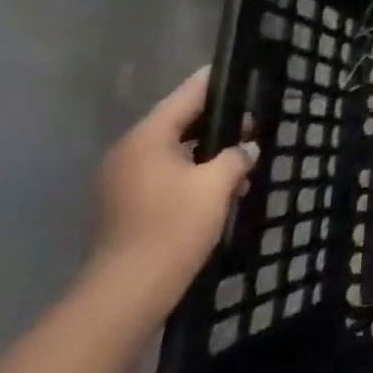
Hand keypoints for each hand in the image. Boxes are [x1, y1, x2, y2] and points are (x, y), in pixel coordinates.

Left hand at [85, 68, 255, 322]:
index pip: (188, 94)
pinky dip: (189, 177)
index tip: (243, 74)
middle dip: (217, 125)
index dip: (218, 82)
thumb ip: (236, 157)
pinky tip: (218, 191)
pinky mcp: (122, 209)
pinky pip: (162, 177)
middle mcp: (128, 152)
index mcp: (148, 137)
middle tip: (252, 126)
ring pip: (172, 153)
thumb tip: (248, 149)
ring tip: (241, 163)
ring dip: (205, 155)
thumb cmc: (172, 229)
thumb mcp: (216, 186)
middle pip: (179, 123)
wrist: (123, 298)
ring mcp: (120, 183)